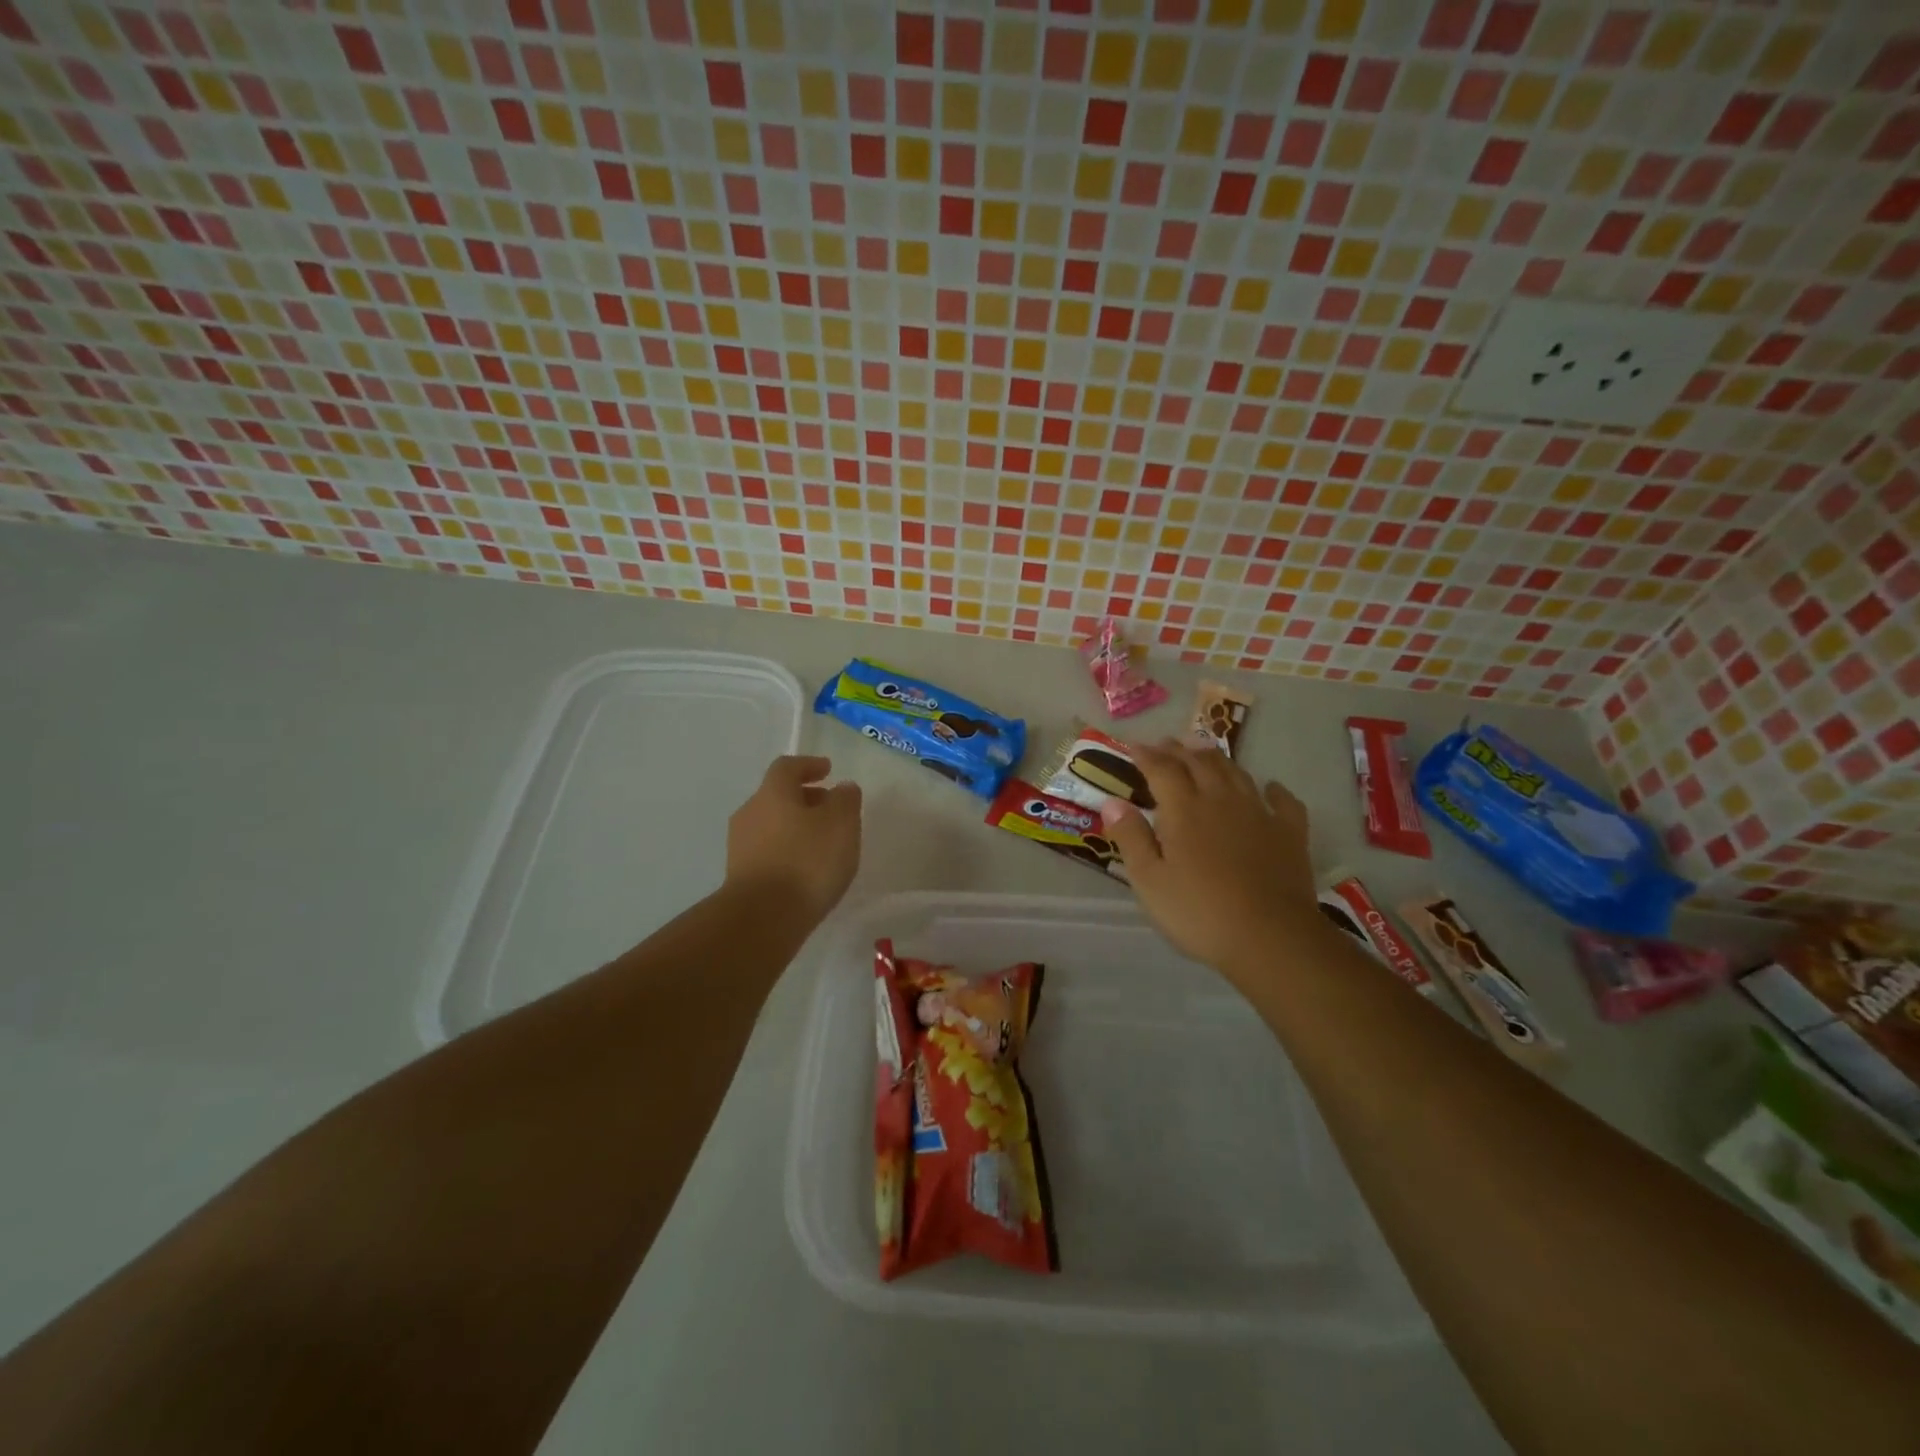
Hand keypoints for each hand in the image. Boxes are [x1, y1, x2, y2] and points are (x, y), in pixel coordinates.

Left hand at [725, 755, 861, 923]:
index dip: (809, 765)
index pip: (787, 767)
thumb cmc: (807, 861)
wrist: (762, 918)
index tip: (828, 770)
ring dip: (795, 827)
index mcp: (773, 793)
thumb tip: (842, 787)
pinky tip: (805, 869)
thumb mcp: (841, 824)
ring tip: (822, 843)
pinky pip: (767, 851)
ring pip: (772, 824)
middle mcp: (750, 812)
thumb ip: (845, 800)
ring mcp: (740, 845)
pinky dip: (787, 851)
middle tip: (830, 809)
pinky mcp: (740, 875)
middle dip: (805, 798)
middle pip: (777, 796)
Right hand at [1097, 740, 1324, 984]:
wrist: (1271, 938)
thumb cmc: (1199, 912)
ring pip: (1236, 773)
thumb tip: (1112, 802)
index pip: (1162, 769)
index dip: (1146, 755)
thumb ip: (1131, 837)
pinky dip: (1273, 789)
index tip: (1132, 746)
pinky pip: (1283, 801)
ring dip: (1217, 758)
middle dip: (1179, 749)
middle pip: (1199, 762)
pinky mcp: (1290, 833)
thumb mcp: (1150, 881)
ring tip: (1204, 750)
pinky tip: (1270, 788)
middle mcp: (1221, 800)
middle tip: (1166, 743)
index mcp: (1184, 810)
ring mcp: (1259, 814)